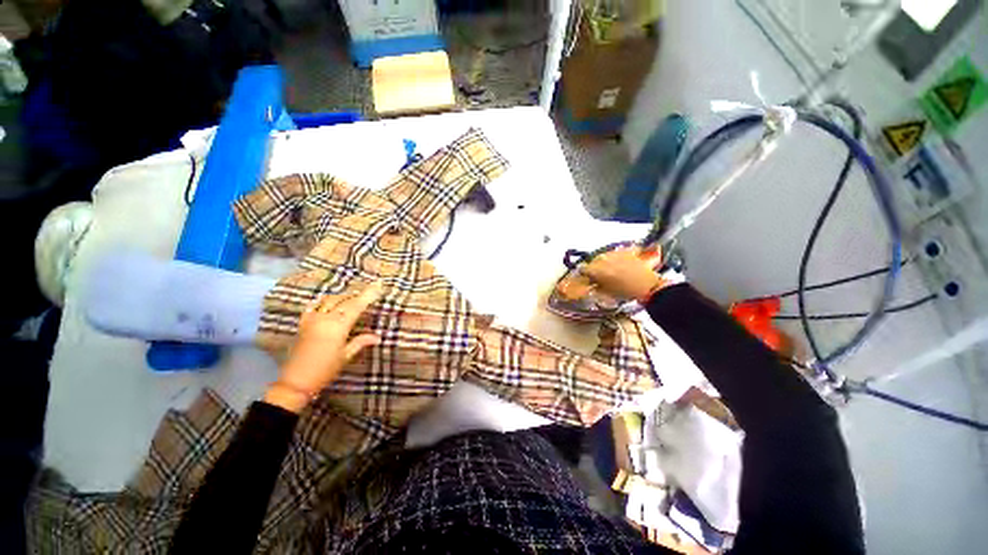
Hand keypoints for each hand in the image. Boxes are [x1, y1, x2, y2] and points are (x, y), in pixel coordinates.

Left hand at [264, 282, 383, 412]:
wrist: (295, 382)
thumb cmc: (325, 370)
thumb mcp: (345, 356)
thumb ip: (360, 342)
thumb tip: (378, 336)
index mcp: (338, 326)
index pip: (356, 305)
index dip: (368, 294)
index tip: (378, 284)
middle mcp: (325, 318)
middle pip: (344, 301)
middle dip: (358, 294)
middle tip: (369, 290)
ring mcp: (312, 319)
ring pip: (330, 300)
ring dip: (343, 296)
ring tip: (352, 296)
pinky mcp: (303, 323)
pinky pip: (314, 306)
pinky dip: (322, 301)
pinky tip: (327, 300)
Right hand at [581, 246, 665, 301]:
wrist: (648, 286)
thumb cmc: (625, 292)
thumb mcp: (606, 292)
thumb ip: (596, 285)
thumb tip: (591, 283)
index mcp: (596, 269)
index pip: (583, 269)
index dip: (585, 274)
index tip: (588, 278)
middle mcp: (603, 258)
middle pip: (593, 261)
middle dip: (595, 267)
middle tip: (600, 275)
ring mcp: (615, 253)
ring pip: (604, 256)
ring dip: (605, 262)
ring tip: (611, 269)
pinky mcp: (625, 251)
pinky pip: (616, 253)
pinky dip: (615, 258)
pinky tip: (620, 264)